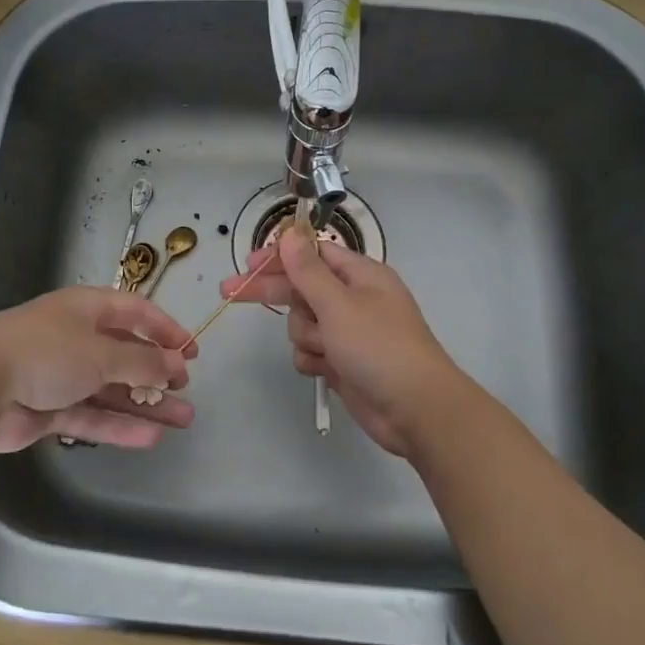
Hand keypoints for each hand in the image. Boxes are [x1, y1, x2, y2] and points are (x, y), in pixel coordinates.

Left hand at [0, 287, 195, 451]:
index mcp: (86, 309)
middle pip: (126, 353)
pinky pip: (93, 416)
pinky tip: (150, 438)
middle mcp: (76, 338)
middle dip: (158, 372)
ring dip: (146, 403)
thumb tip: (175, 365)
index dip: (165, 329)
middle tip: (185, 390)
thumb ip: (143, 361)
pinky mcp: (50, 409)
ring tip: (183, 420)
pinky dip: (119, 425)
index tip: (191, 351)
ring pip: (112, 389)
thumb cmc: (46, 353)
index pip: (135, 312)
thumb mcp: (101, 352)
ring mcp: (62, 375)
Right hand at [220, 226, 461, 456]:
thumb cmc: (379, 347)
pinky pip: (311, 351)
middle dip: (270, 291)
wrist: (416, 410)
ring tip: (324, 349)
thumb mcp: (339, 304)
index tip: (248, 263)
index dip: (279, 257)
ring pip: (303, 323)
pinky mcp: (343, 362)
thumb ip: (308, 270)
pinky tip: (325, 369)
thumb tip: (290, 234)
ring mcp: (348, 332)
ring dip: (305, 335)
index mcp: (360, 275)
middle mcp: (354, 299)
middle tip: (229, 291)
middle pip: (301, 287)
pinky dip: (313, 359)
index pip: (312, 255)